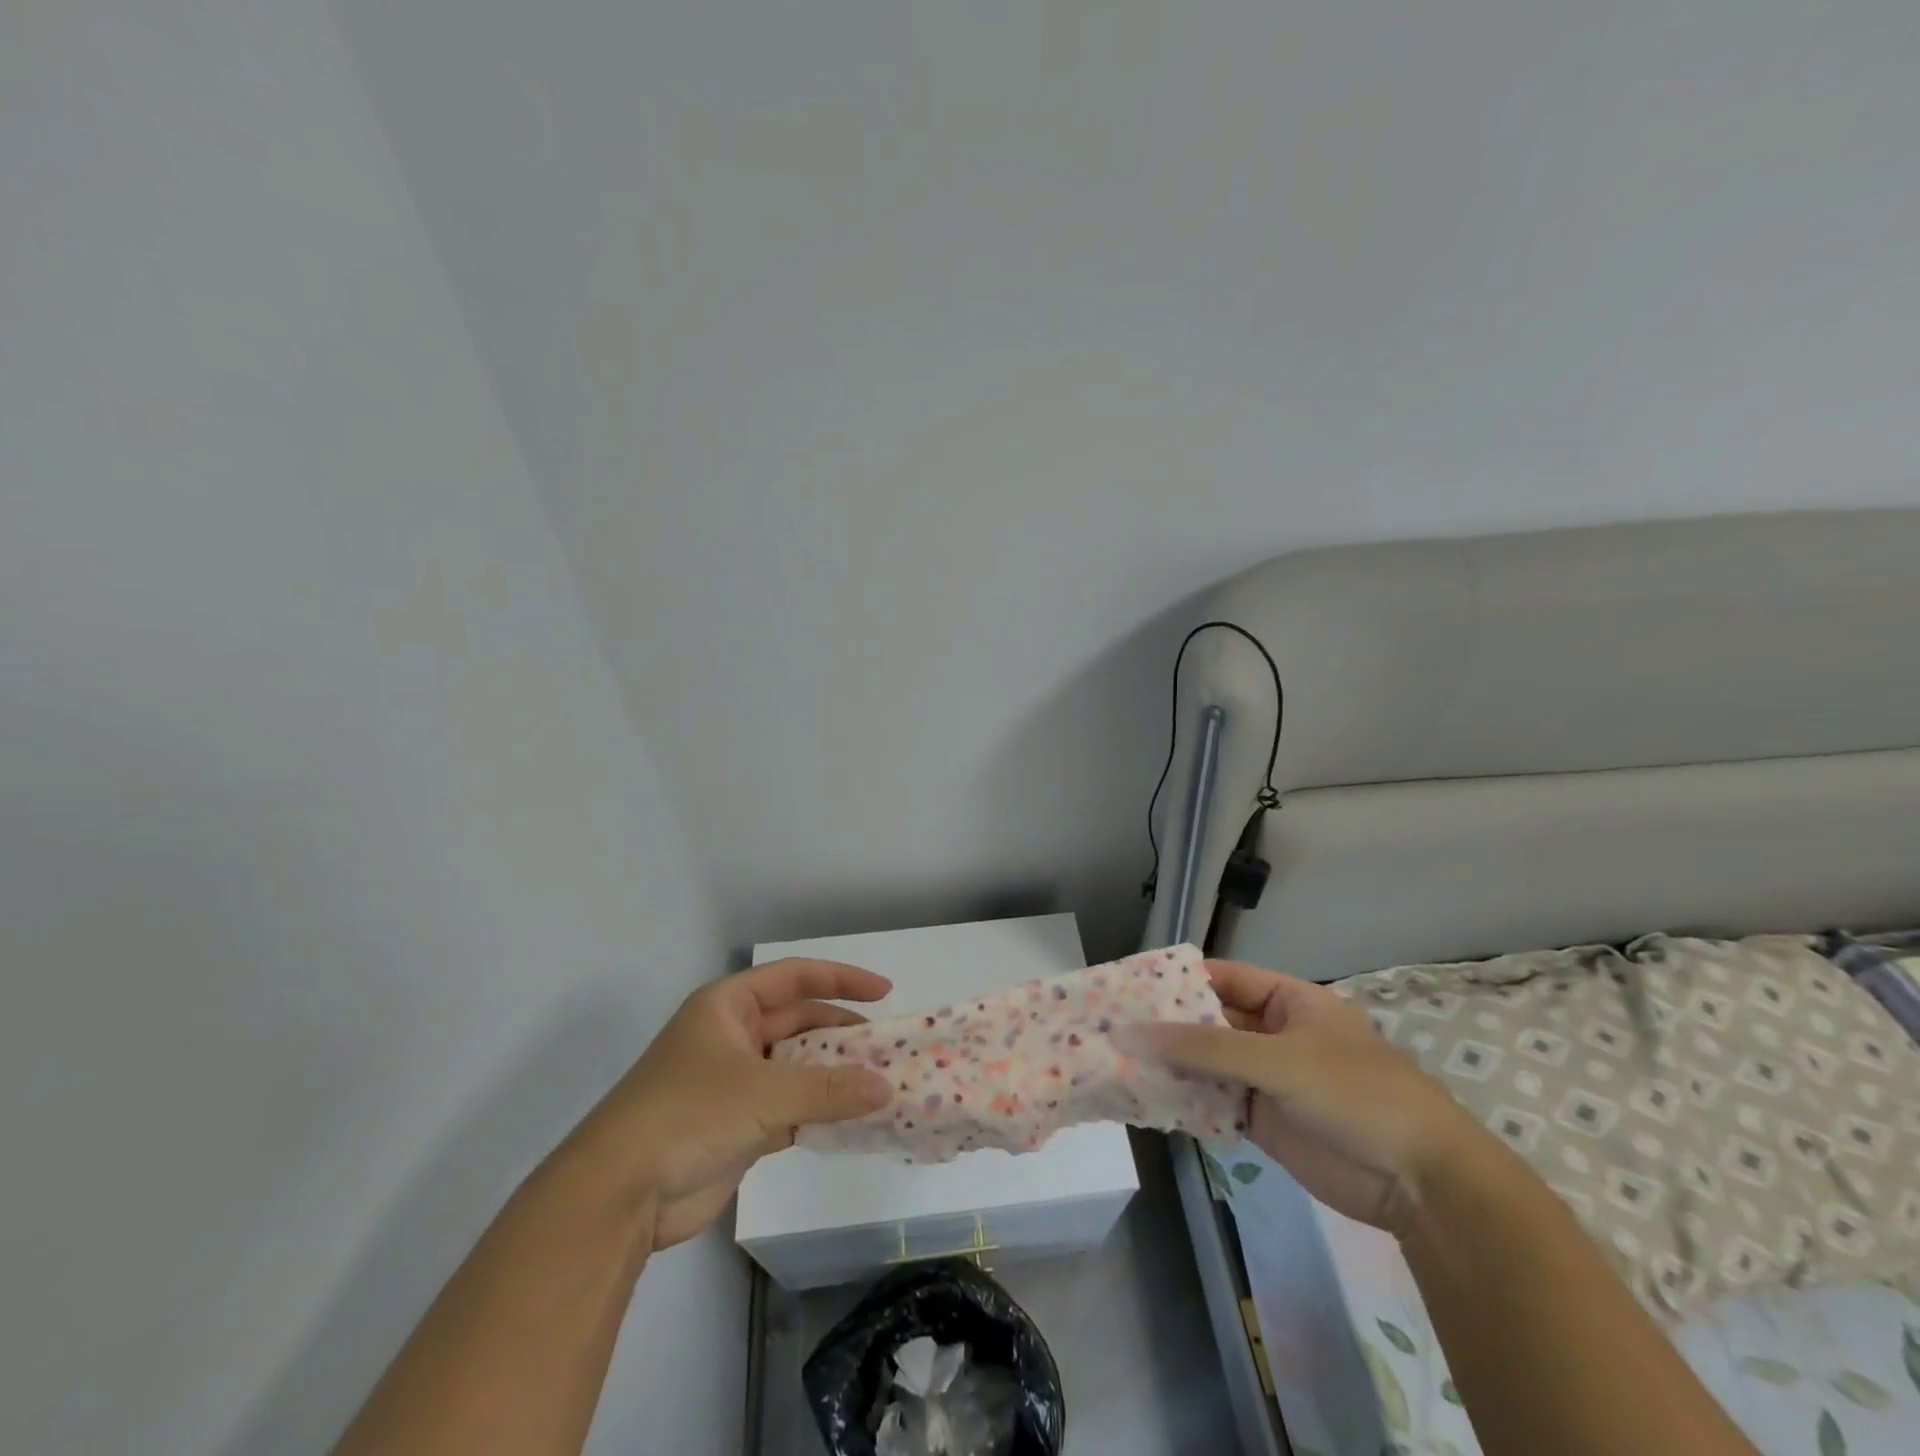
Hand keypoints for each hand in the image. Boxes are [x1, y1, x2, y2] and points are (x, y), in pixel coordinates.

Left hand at [570, 959, 895, 1250]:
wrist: (618, 1196)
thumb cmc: (689, 1114)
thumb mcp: (765, 1093)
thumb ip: (830, 1088)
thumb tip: (886, 1088)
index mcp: (729, 1006)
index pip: (795, 977)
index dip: (842, 980)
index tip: (884, 992)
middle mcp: (732, 1036)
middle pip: (798, 1022)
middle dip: (842, 1033)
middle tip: (886, 1047)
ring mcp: (733, 1082)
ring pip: (796, 1068)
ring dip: (834, 1075)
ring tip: (879, 1083)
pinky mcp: (737, 1126)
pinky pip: (790, 1109)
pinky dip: (819, 1112)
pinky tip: (852, 1120)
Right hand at [1122, 960, 1491, 1234]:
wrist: (1420, 1183)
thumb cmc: (1355, 1094)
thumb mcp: (1278, 1060)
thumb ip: (1205, 1047)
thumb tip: (1134, 1032)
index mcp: (1289, 1001)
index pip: (1223, 978)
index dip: (1179, 980)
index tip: (1131, 986)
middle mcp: (1275, 1034)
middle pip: (1211, 1022)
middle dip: (1168, 1026)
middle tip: (1113, 1027)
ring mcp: (1269, 1079)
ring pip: (1209, 1064)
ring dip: (1173, 1065)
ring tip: (1118, 1063)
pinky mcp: (1264, 1120)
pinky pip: (1216, 1102)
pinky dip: (1187, 1101)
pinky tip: (1149, 1099)